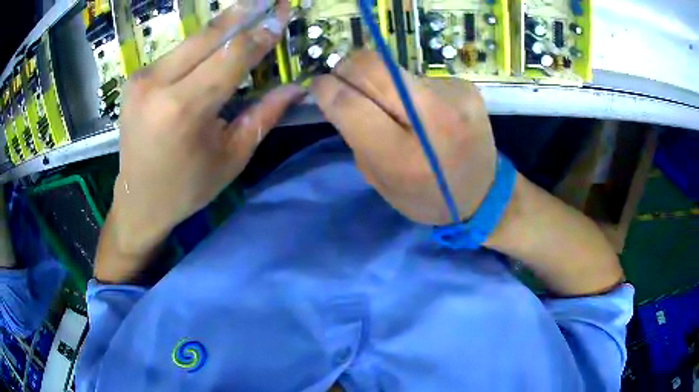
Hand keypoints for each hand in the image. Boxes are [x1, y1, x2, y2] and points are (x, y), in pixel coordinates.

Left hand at [106, 1, 302, 258]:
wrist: (138, 200)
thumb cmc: (187, 187)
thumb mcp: (231, 158)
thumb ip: (263, 116)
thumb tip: (295, 88)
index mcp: (184, 110)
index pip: (232, 56)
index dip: (261, 33)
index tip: (282, 13)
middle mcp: (157, 85)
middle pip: (209, 36)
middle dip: (243, 12)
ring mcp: (141, 79)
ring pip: (191, 40)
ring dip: (223, 25)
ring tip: (250, 8)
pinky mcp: (134, 79)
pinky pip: (176, 53)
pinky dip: (201, 44)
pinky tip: (217, 40)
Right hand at [311, 51, 495, 225]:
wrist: (484, 193)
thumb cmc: (426, 197)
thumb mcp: (381, 181)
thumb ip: (356, 136)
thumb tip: (338, 94)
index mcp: (404, 157)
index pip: (350, 103)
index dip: (326, 89)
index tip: (319, 87)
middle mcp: (433, 119)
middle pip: (371, 66)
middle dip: (347, 70)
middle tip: (345, 83)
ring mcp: (455, 96)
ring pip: (393, 67)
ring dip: (380, 80)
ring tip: (393, 104)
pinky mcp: (466, 86)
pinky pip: (418, 75)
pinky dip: (408, 86)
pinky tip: (421, 107)